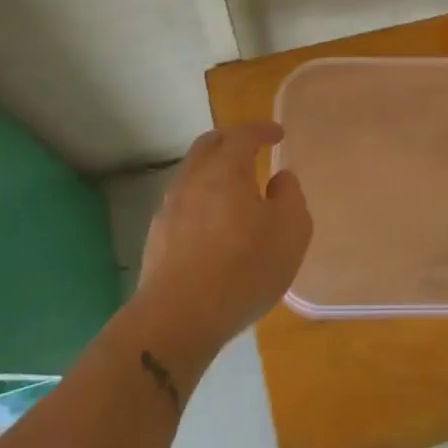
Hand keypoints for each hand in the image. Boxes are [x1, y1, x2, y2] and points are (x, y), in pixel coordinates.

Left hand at [136, 122, 311, 352]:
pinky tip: (214, 226)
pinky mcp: (157, 237)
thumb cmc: (244, 268)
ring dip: (213, 173)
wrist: (179, 317)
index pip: (243, 135)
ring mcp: (170, 208)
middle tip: (251, 151)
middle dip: (231, 142)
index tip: (277, 134)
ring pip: (192, 175)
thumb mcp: (291, 232)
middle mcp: (193, 180)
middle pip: (208, 146)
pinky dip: (202, 201)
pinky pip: (183, 204)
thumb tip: (280, 179)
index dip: (262, 130)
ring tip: (234, 192)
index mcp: (226, 170)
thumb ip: (290, 197)